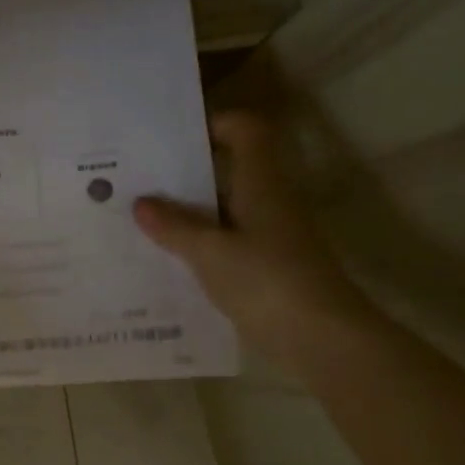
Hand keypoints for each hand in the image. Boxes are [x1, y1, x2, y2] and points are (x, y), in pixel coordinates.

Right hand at [133, 111, 378, 370]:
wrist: (324, 340)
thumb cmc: (267, 280)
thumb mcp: (209, 252)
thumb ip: (174, 226)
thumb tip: (141, 202)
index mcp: (262, 183)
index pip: (246, 131)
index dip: (215, 124)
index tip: (175, 138)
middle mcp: (271, 201)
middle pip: (231, 170)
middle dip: (188, 172)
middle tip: (143, 178)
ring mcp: (274, 236)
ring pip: (227, 209)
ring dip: (191, 211)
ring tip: (144, 217)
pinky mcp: (271, 268)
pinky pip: (230, 242)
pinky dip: (203, 243)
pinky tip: (170, 258)